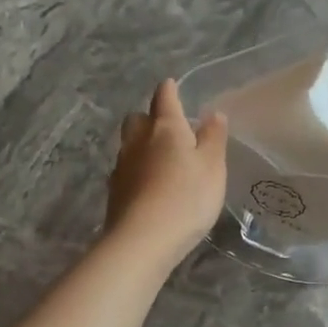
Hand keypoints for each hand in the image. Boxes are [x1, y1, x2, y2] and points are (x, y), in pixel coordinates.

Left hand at [106, 79, 229, 270]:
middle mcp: (138, 140)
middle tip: (168, 129)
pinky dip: (136, 171)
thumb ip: (213, 138)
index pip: (164, 98)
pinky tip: (148, 186)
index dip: (169, 90)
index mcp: (165, 128)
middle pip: (137, 119)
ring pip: (129, 145)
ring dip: (141, 146)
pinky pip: (125, 171)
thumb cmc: (187, 197)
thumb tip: (213, 114)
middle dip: (149, 118)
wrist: (143, 240)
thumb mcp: (213, 166)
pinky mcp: (114, 192)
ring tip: (160, 160)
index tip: (172, 86)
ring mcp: (122, 166)